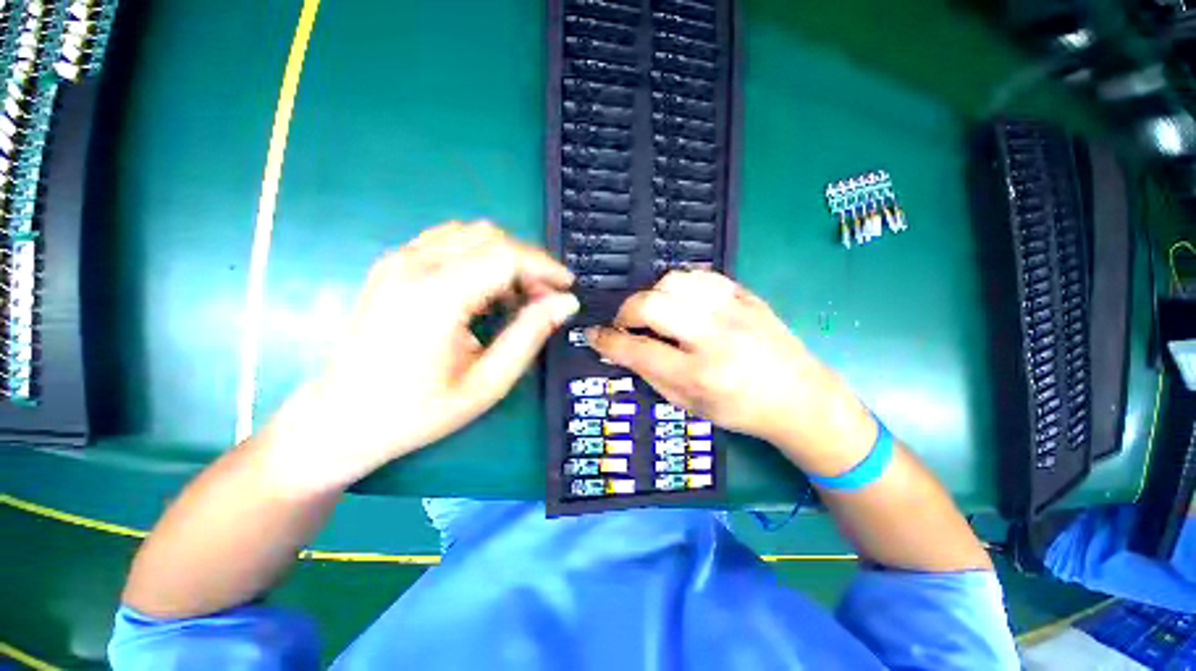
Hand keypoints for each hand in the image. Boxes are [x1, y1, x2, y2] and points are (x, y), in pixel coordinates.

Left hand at [262, 222, 577, 493]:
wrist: (339, 420)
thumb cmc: (417, 411)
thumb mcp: (487, 383)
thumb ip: (529, 335)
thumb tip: (566, 303)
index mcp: (437, 295)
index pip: (507, 256)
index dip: (545, 267)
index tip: (568, 288)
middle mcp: (414, 265)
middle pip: (491, 237)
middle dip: (528, 262)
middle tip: (543, 299)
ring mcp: (398, 260)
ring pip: (470, 233)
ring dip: (504, 257)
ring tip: (516, 296)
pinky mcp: (392, 266)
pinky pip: (448, 241)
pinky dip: (479, 256)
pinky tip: (484, 289)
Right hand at [588, 271, 874, 474]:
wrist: (800, 398)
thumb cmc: (741, 411)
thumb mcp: (690, 404)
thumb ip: (650, 374)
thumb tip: (620, 350)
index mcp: (700, 373)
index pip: (638, 349)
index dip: (608, 341)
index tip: (593, 335)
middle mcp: (715, 336)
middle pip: (651, 305)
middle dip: (625, 312)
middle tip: (624, 324)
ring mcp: (734, 310)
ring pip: (674, 281)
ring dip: (653, 295)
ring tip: (655, 312)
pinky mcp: (746, 295)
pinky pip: (701, 276)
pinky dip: (680, 285)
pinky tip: (681, 301)